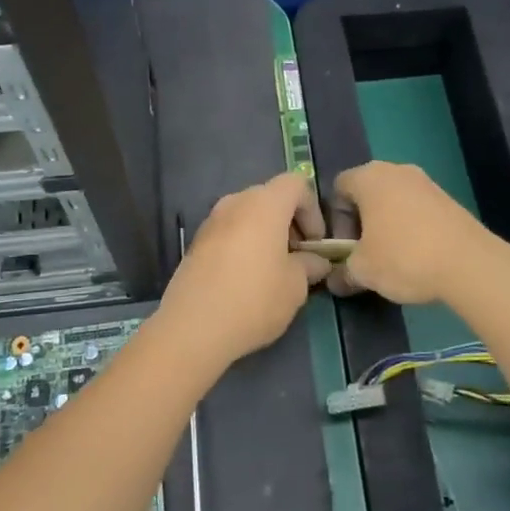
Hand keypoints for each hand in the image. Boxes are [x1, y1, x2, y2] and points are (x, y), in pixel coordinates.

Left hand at [159, 173, 331, 366]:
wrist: (193, 327)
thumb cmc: (254, 299)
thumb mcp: (295, 286)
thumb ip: (309, 265)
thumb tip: (315, 261)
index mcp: (264, 204)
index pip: (296, 184)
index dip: (313, 209)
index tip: (316, 243)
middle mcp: (235, 202)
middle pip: (271, 198)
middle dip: (290, 222)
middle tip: (299, 257)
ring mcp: (211, 221)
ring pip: (248, 215)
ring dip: (266, 234)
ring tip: (275, 270)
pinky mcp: (196, 242)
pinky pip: (230, 232)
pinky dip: (245, 244)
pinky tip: (247, 279)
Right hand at [326, 161, 497, 304]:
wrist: (469, 263)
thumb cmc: (404, 257)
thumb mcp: (363, 271)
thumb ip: (342, 272)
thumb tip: (335, 280)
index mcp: (369, 177)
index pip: (338, 188)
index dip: (335, 219)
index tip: (345, 246)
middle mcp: (396, 170)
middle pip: (367, 192)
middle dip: (361, 222)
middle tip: (365, 253)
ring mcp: (426, 182)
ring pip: (394, 201)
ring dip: (387, 225)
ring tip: (393, 258)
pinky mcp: (448, 198)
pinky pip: (417, 209)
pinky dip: (411, 227)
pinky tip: (418, 256)